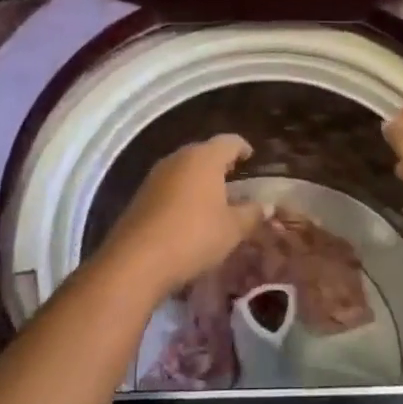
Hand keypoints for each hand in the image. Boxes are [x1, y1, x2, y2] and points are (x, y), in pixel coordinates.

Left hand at [102, 134, 265, 297]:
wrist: (136, 261)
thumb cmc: (194, 236)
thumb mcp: (232, 229)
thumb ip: (252, 214)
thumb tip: (266, 206)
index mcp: (204, 157)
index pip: (229, 141)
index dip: (243, 148)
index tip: (251, 158)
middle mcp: (178, 158)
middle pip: (204, 152)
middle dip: (220, 163)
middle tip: (235, 179)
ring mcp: (156, 175)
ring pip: (184, 168)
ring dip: (199, 179)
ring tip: (214, 198)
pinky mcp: (141, 195)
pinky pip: (169, 186)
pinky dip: (182, 193)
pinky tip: (189, 214)